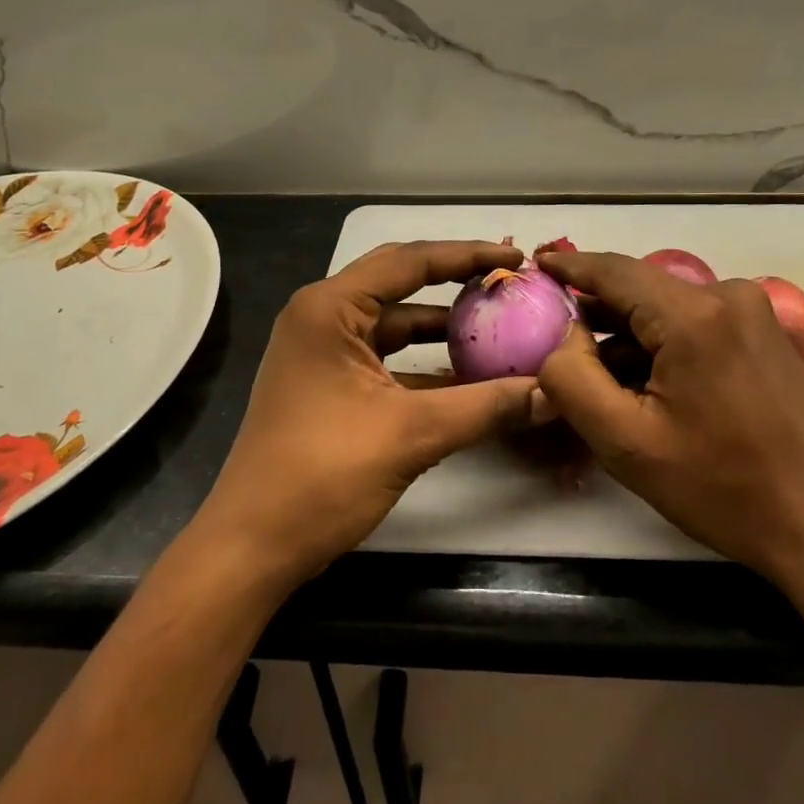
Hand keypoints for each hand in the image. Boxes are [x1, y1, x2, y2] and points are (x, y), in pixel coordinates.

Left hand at [193, 241, 546, 587]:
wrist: (251, 548)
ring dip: (441, 324)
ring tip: (497, 325)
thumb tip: (553, 393)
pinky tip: (465, 375)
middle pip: (400, 280)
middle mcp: (322, 315)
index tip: (515, 259)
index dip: (467, 255)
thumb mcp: (412, 434)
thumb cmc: (322, 475)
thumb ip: (486, 407)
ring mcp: (322, 349)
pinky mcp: (327, 381)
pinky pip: (385, 354)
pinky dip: (423, 360)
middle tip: (507, 282)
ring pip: (394, 320)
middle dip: (455, 280)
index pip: (410, 260)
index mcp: (330, 307)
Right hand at [536, 250, 803, 580]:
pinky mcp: (767, 335)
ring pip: (668, 307)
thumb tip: (563, 337)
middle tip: (554, 331)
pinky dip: (663, 342)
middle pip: (641, 289)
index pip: (614, 271)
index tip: (535, 262)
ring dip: (630, 333)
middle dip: (597, 310)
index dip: (570, 265)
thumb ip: (572, 380)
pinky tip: (646, 382)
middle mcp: (728, 295)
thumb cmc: (724, 488)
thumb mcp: (627, 443)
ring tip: (596, 372)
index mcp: (694, 314)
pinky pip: (697, 322)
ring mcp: (754, 314)